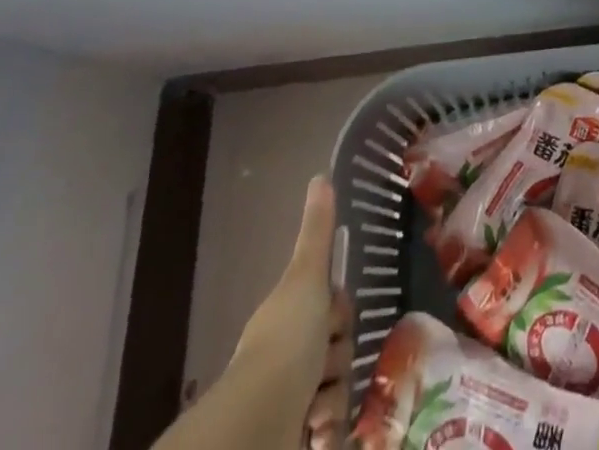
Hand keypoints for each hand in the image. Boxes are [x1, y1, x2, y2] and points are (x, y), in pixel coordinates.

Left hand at [157, 176, 351, 449]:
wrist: (259, 423)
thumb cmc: (287, 342)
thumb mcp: (306, 278)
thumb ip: (317, 232)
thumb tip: (321, 175)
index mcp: (289, 316)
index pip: (334, 308)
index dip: (339, 313)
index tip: (333, 320)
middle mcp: (288, 355)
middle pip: (338, 347)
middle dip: (338, 358)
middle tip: (323, 365)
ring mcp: (291, 399)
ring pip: (338, 387)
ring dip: (333, 397)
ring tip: (316, 408)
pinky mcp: (297, 436)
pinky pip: (331, 427)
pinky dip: (328, 430)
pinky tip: (318, 432)